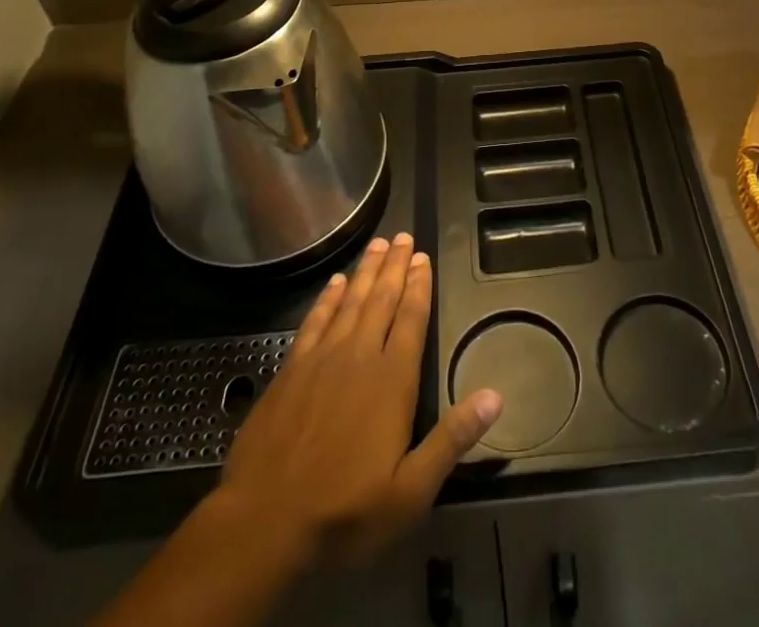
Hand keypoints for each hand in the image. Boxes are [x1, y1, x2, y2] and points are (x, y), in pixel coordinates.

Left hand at [215, 233, 503, 570]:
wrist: (263, 524)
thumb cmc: (345, 512)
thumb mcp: (410, 491)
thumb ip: (451, 440)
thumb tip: (495, 396)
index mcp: (392, 381)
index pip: (411, 319)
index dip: (419, 286)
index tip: (424, 257)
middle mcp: (359, 356)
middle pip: (382, 300)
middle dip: (395, 266)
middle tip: (403, 236)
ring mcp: (322, 359)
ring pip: (350, 302)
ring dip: (367, 271)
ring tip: (378, 244)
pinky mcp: (291, 369)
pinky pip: (315, 320)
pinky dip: (328, 297)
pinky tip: (336, 282)